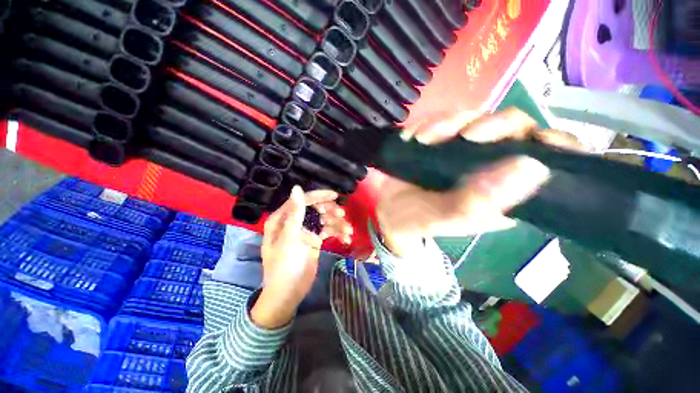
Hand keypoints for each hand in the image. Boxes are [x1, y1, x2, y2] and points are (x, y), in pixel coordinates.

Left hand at [252, 186, 351, 328]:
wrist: (288, 294)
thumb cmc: (284, 266)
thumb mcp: (289, 238)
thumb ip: (295, 213)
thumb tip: (297, 188)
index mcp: (283, 218)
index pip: (302, 201)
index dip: (319, 196)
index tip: (335, 196)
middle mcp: (295, 222)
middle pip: (316, 209)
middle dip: (330, 212)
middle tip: (342, 216)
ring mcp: (306, 231)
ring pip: (324, 220)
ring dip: (337, 224)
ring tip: (348, 231)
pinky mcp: (315, 240)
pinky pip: (328, 231)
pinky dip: (337, 233)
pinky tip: (346, 238)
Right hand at [378, 108, 584, 256]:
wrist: (388, 212)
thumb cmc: (416, 221)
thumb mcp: (443, 219)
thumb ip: (478, 202)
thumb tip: (532, 168)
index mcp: (501, 192)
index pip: (545, 161)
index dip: (555, 146)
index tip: (541, 140)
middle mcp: (488, 166)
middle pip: (511, 128)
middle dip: (492, 125)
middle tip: (465, 135)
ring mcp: (461, 151)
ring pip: (474, 118)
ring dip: (450, 123)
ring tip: (423, 139)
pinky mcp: (439, 141)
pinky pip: (443, 121)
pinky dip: (431, 124)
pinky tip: (416, 138)